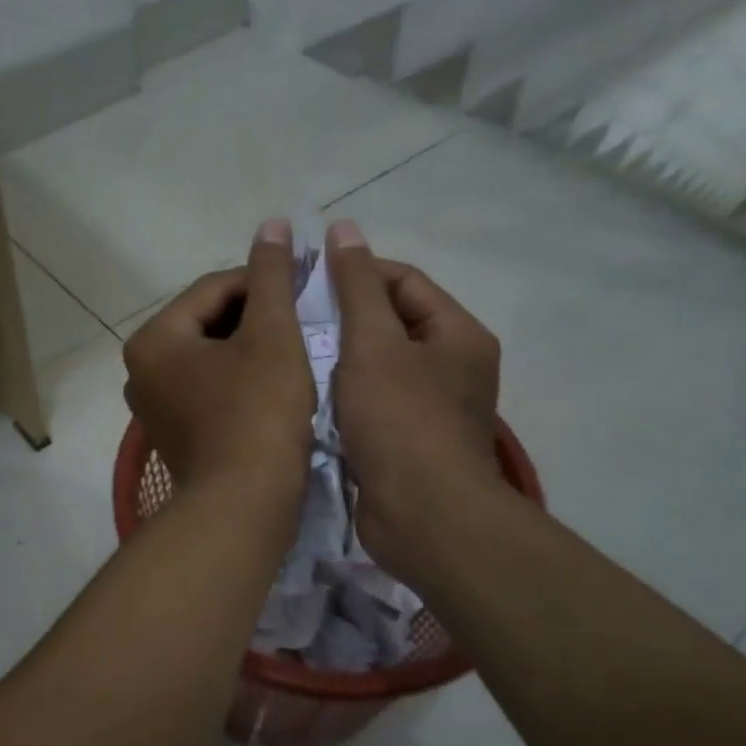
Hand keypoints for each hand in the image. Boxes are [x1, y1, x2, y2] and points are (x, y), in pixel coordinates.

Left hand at [123, 220, 315, 510]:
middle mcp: (141, 369)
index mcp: (154, 339)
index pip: (213, 289)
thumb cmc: (258, 414)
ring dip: (250, 348)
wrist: (244, 506)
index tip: (304, 286)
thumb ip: (271, 277)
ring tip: (294, 350)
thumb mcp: (272, 336)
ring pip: (210, 356)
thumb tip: (272, 224)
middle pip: (208, 322)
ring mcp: (154, 406)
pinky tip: (273, 385)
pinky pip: (208, 388)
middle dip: (256, 316)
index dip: (262, 281)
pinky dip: (239, 379)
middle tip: (302, 321)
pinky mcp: (174, 434)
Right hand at [325, 219, 506, 583]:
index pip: (402, 281)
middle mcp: (451, 366)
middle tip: (290, 318)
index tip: (304, 280)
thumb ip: (356, 286)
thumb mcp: (373, 343)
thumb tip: (343, 228)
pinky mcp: (408, 441)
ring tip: (291, 353)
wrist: (423, 517)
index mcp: (456, 334)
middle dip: (341, 317)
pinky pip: (371, 402)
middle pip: (390, 323)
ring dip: (338, 357)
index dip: (354, 272)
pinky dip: (342, 394)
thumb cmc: (401, 421)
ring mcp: (431, 407)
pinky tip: (307, 395)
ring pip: (376, 365)